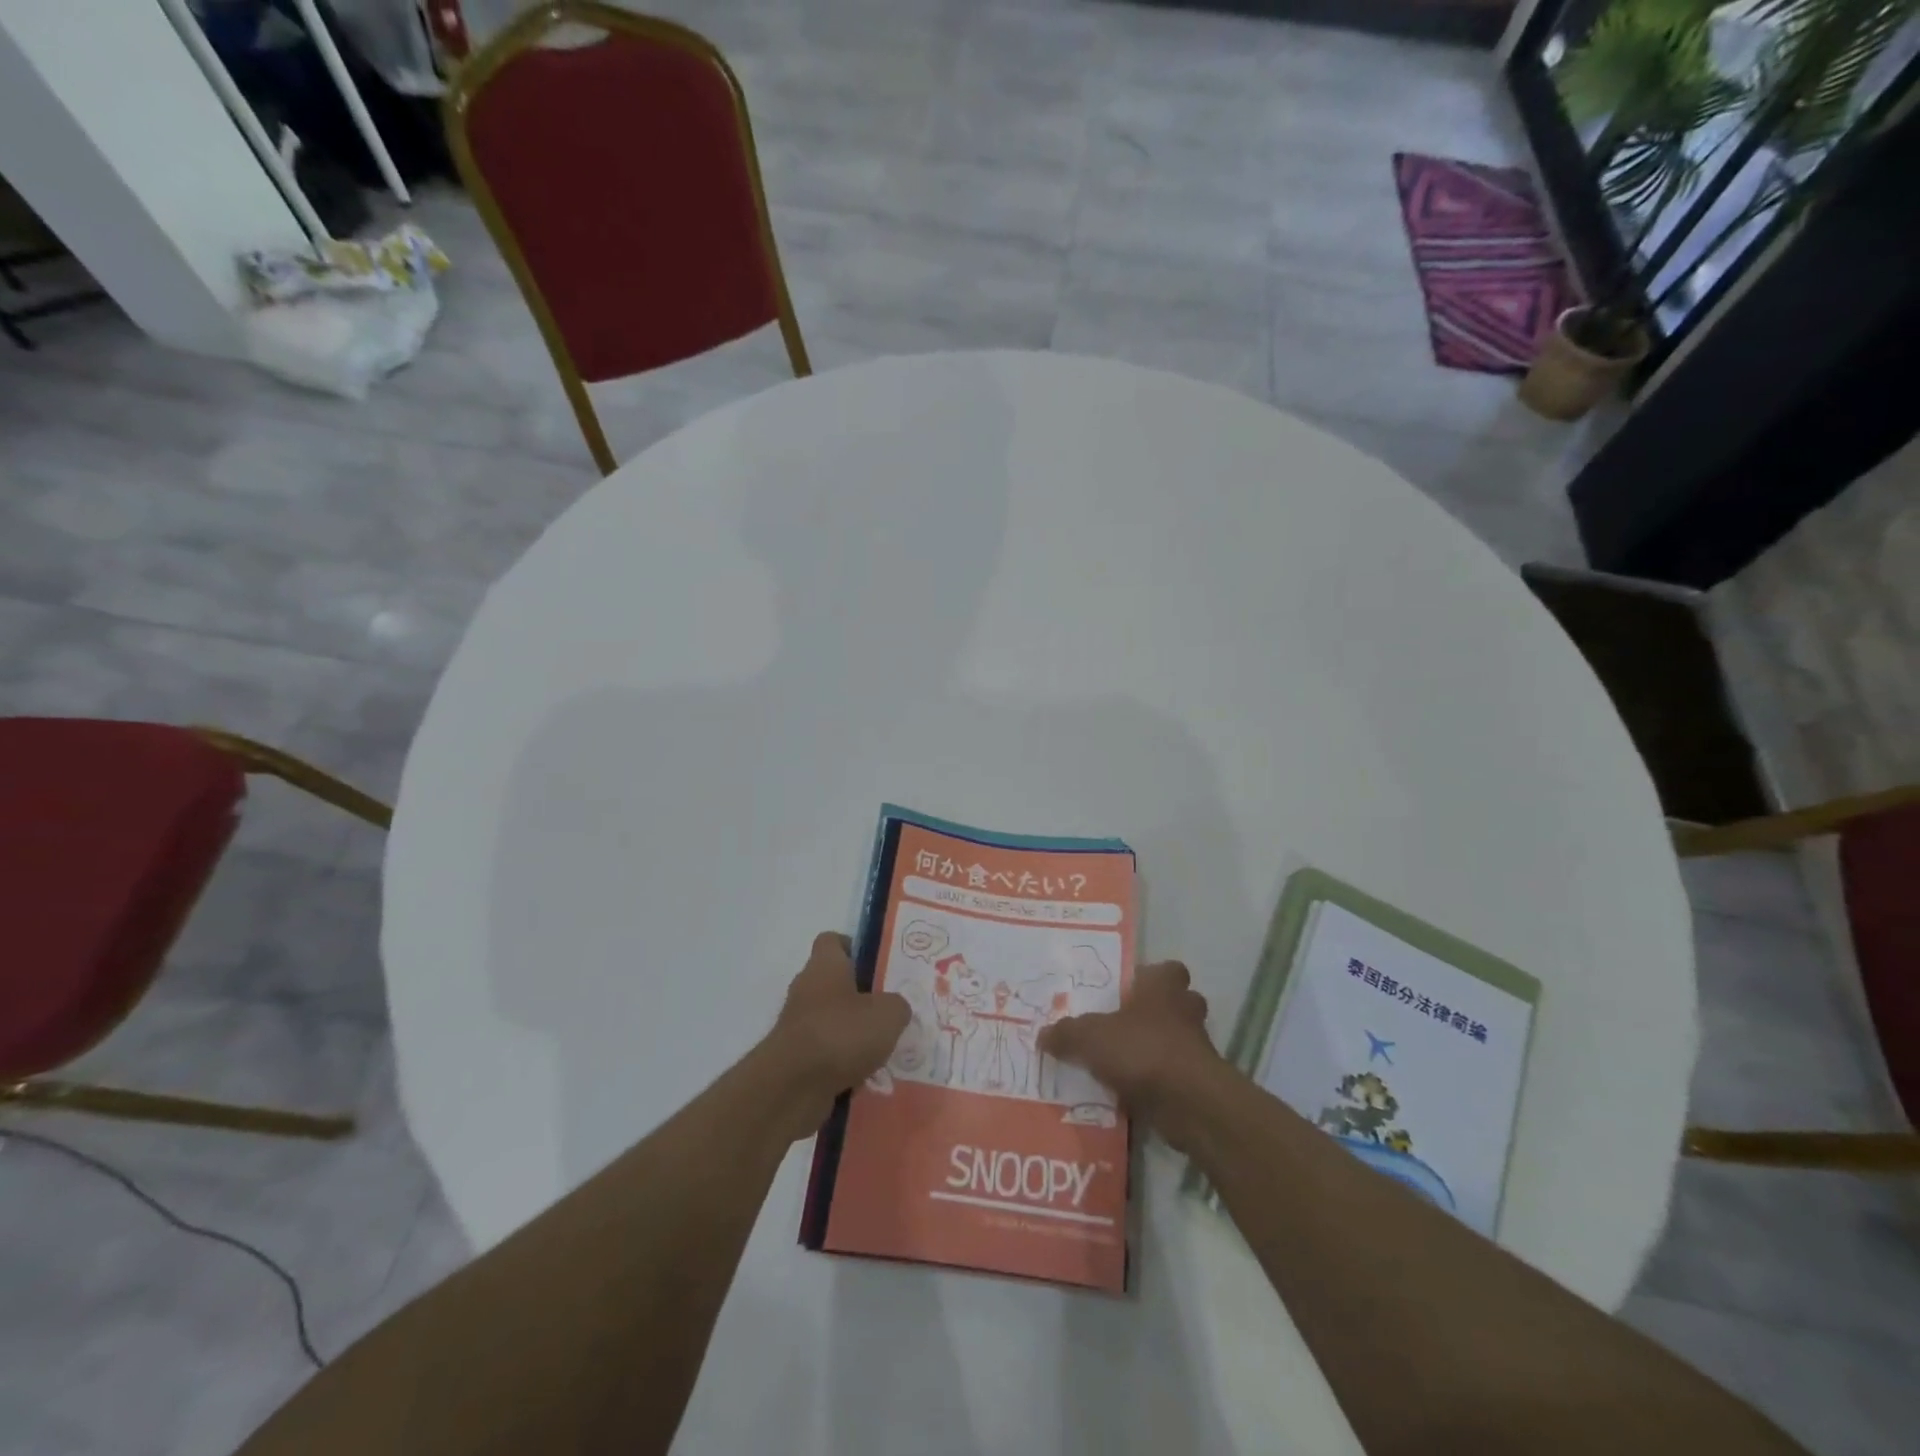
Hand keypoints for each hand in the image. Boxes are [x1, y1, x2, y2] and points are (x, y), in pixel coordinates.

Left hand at [760, 932, 910, 1139]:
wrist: (791, 1088)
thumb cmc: (840, 1034)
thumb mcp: (888, 1014)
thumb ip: (898, 1005)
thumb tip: (895, 1009)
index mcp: (825, 966)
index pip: (833, 941)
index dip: (854, 947)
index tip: (877, 965)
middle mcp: (807, 989)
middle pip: (835, 983)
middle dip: (862, 997)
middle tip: (891, 1011)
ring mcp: (798, 1025)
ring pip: (833, 1022)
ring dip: (855, 1035)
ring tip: (885, 1049)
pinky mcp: (795, 1059)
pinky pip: (827, 1054)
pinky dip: (843, 1064)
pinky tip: (867, 1077)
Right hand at [1037, 960, 1221, 1150]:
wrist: (1189, 1103)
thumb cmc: (1142, 1049)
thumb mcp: (1090, 1037)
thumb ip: (1066, 1033)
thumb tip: (1043, 1034)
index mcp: (1163, 987)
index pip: (1167, 970)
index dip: (1151, 977)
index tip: (1129, 990)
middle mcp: (1184, 1011)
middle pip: (1175, 1004)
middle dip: (1154, 1014)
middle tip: (1123, 1025)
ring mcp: (1196, 1048)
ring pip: (1176, 1041)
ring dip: (1154, 1050)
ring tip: (1121, 1062)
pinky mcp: (1199, 1083)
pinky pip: (1173, 1075)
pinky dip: (1156, 1082)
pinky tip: (1128, 1093)